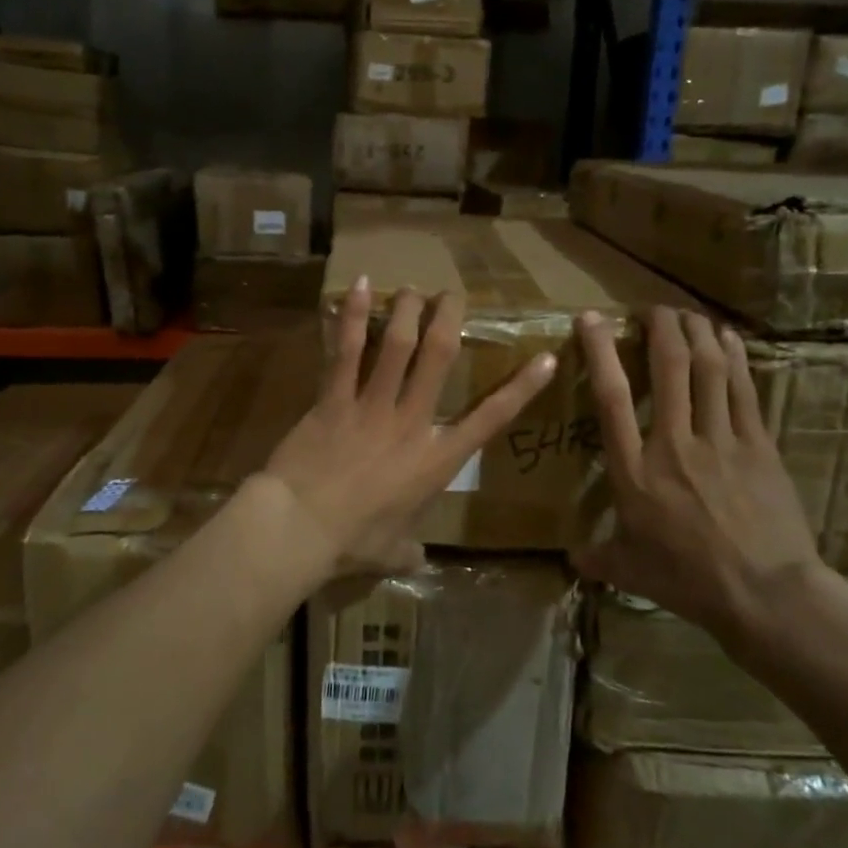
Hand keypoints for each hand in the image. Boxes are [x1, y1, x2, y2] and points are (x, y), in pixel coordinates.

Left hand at [261, 277, 556, 573]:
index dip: (523, 388)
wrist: (301, 527)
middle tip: (451, 295)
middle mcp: (411, 422)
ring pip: (398, 344)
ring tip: (412, 289)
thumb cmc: (352, 542)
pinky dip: (355, 317)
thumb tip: (416, 560)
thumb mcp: (391, 552)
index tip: (547, 358)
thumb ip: (409, 551)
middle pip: (439, 357)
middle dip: (449, 319)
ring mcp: (372, 405)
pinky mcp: (333, 398)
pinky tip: (359, 287)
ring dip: (407, 310)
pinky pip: (348, 351)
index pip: (491, 419)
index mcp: (436, 460)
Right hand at [571, 306, 830, 652]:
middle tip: (652, 308)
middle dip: (660, 327)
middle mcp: (673, 443)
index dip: (601, 351)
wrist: (765, 594)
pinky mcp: (759, 446)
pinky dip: (734, 358)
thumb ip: (598, 557)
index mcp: (633, 470)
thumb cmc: (688, 581)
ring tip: (687, 313)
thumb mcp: (630, 571)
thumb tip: (571, 560)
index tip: (592, 319)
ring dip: (697, 333)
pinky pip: (744, 390)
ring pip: (708, 370)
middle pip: (668, 368)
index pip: (611, 397)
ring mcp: (720, 440)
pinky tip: (728, 338)